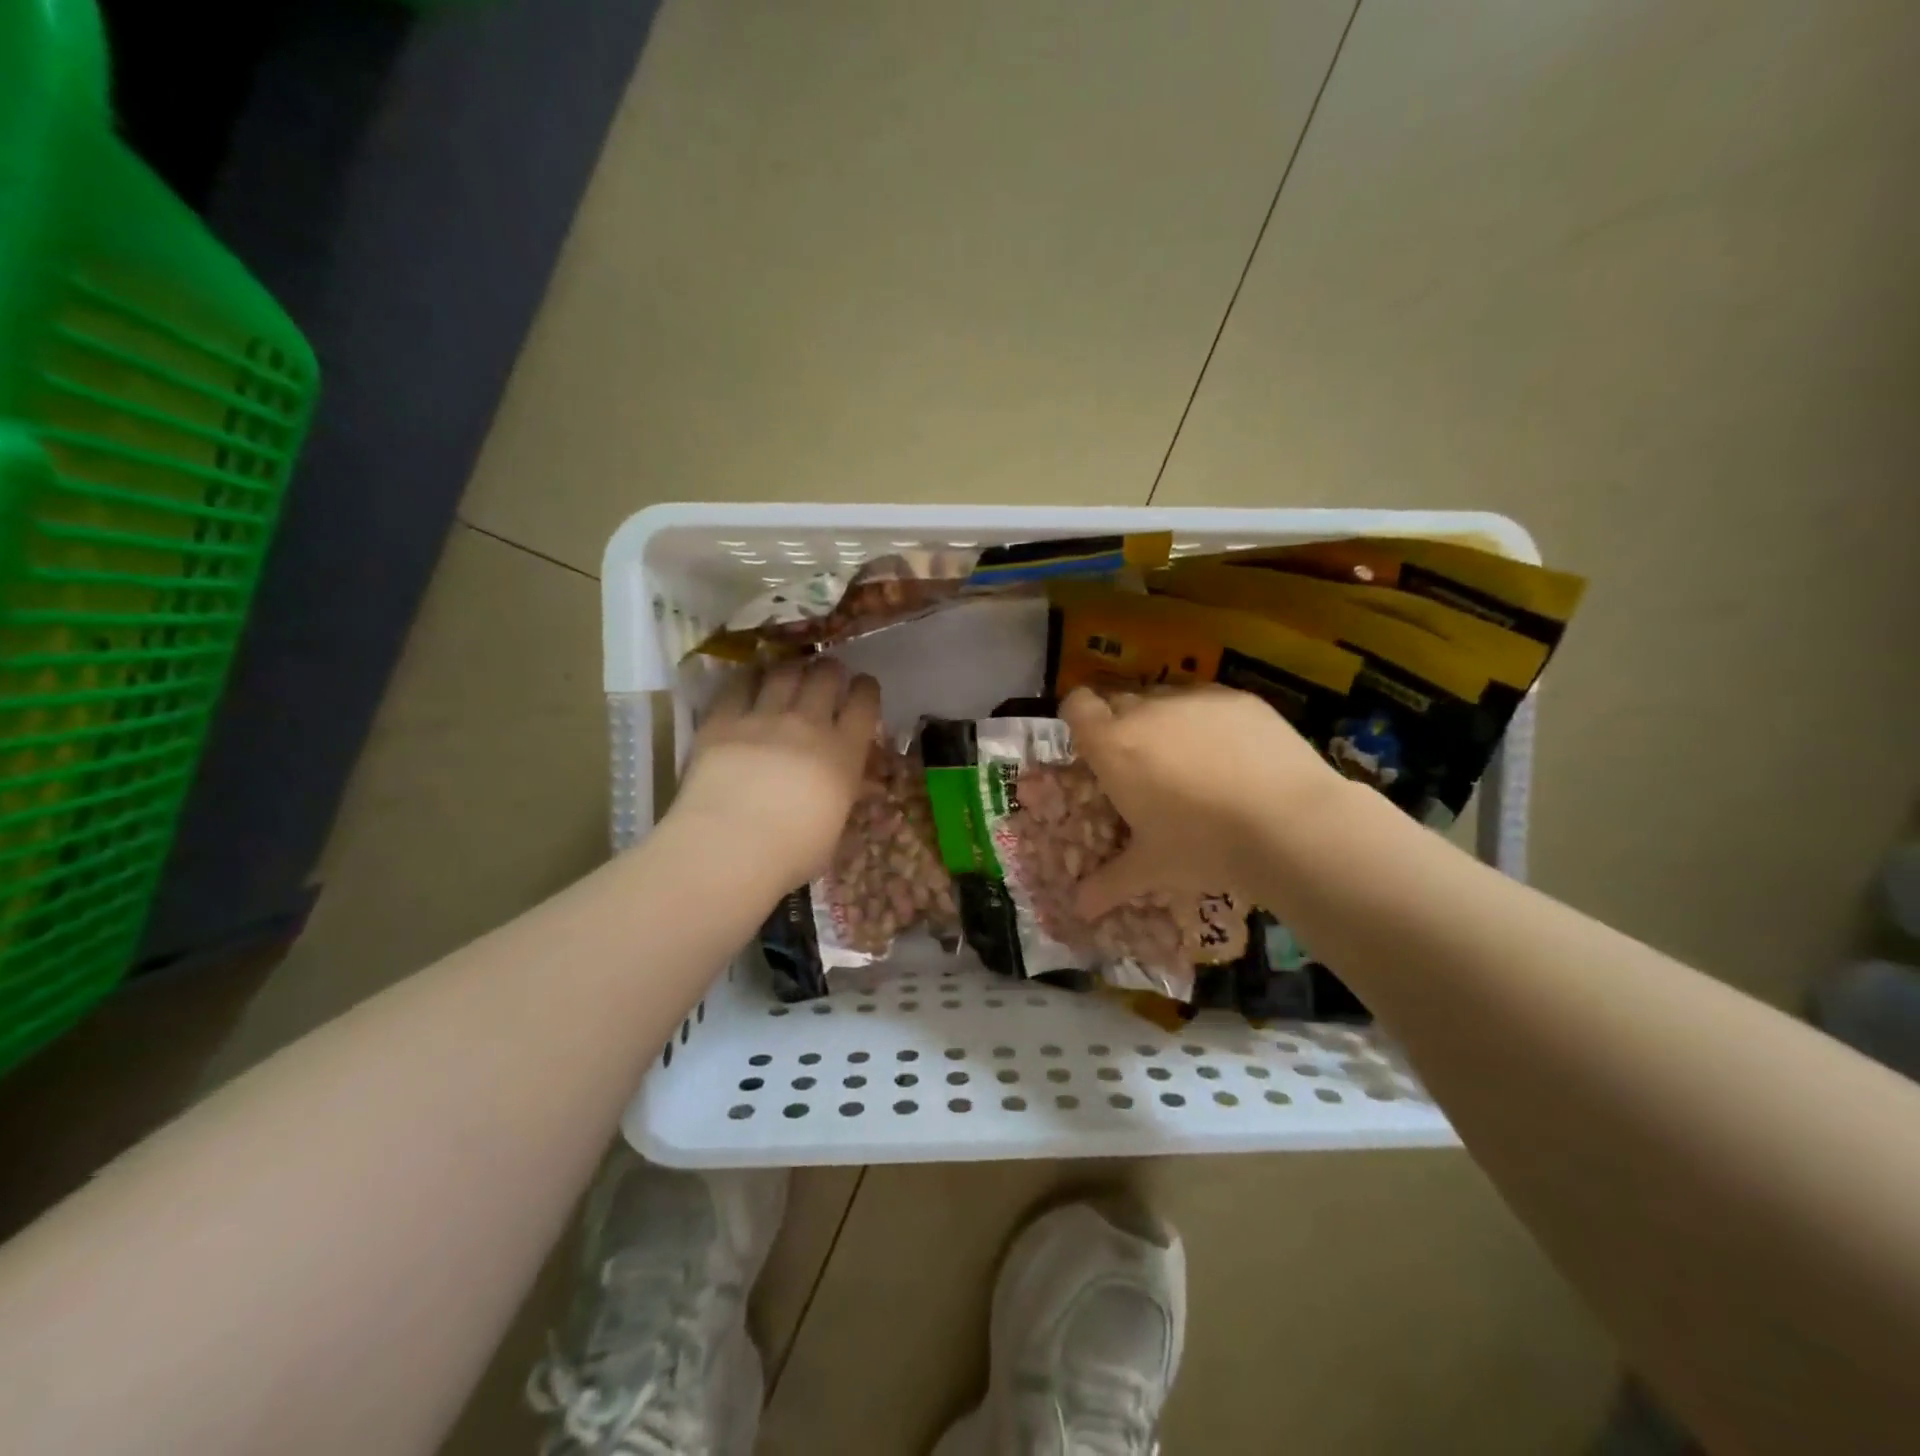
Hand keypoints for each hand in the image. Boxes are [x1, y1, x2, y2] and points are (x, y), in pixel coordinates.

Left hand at [672, 658, 881, 891]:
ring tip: (791, 673)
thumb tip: (858, 783)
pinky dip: (749, 678)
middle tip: (826, 677)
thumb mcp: (835, 827)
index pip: (864, 702)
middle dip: (830, 671)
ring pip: (785, 671)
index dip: (866, 689)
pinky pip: (739, 683)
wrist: (730, 849)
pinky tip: (750, 681)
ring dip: (793, 668)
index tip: (862, 689)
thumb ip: (846, 794)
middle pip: (826, 676)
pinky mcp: (723, 720)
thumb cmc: (792, 853)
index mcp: (844, 752)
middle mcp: (808, 724)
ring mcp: (763, 718)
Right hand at [1060, 684, 1341, 917]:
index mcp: (1114, 746)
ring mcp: (1195, 699)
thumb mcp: (1151, 868)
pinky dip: (1209, 721)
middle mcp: (1147, 710)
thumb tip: (1078, 909)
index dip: (1079, 718)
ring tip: (1191, 761)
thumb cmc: (1203, 846)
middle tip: (1142, 765)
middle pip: (1120, 700)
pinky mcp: (1239, 698)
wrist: (1290, 823)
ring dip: (1165, 720)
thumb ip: (1108, 884)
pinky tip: (1235, 756)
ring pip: (1165, 698)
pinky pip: (1208, 701)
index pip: (1077, 705)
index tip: (1092, 744)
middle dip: (1123, 725)